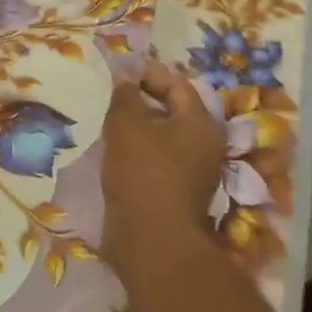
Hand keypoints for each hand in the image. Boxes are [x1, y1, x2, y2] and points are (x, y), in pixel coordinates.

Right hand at [100, 62, 226, 270]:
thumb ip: (126, 95)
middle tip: (111, 93)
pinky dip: (137, 149)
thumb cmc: (143, 173)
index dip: (147, 73)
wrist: (152, 241)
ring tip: (107, 119)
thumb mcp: (127, 125)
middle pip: (172, 110)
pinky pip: (156, 158)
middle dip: (141, 98)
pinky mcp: (175, 191)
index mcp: (200, 124)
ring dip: (137, 125)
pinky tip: (113, 149)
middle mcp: (203, 145)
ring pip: (162, 136)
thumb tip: (126, 77)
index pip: (176, 84)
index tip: (118, 70)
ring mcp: (191, 171)